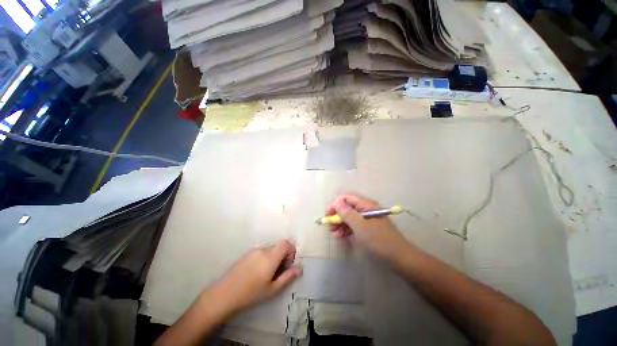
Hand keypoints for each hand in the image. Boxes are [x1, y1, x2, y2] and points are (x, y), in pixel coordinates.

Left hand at [209, 239, 300, 317]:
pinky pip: (261, 252)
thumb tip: (299, 269)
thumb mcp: (272, 289)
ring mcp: (253, 250)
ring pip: (270, 249)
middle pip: (278, 246)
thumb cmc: (251, 294)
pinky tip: (258, 273)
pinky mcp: (247, 254)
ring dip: (274, 257)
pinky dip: (265, 258)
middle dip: (283, 256)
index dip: (291, 251)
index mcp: (270, 257)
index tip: (288, 264)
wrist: (224, 295)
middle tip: (279, 272)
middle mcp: (263, 250)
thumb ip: (287, 277)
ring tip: (268, 274)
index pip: (286, 243)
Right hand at [327, 194, 408, 259]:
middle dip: (337, 215)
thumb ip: (347, 213)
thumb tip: (336, 202)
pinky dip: (346, 229)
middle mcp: (366, 209)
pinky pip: (354, 225)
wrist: (399, 258)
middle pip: (347, 208)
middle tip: (329, 226)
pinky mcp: (368, 229)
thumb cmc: (378, 239)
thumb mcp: (360, 226)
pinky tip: (340, 236)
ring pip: (349, 217)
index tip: (327, 215)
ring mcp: (367, 219)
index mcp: (366, 205)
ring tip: (334, 233)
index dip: (335, 205)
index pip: (346, 199)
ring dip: (340, 223)